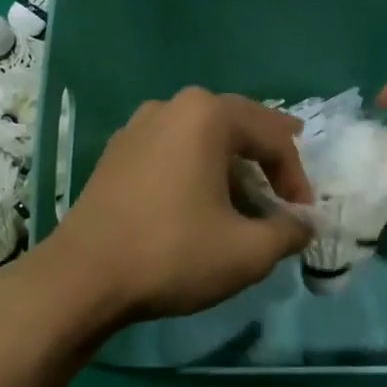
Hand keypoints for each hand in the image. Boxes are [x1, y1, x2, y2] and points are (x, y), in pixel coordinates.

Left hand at [39, 88, 312, 321]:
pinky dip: (196, 170)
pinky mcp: (115, 156)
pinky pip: (172, 152)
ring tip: (246, 195)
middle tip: (287, 178)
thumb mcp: (248, 252)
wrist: (82, 278)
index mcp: (207, 116)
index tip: (303, 214)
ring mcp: (136, 129)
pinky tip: (200, 201)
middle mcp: (170, 108)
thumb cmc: (173, 254)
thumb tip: (304, 225)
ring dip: (230, 163)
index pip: (273, 136)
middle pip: (236, 125)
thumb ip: (290, 232)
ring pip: (201, 138)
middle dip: (267, 155)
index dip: (297, 175)